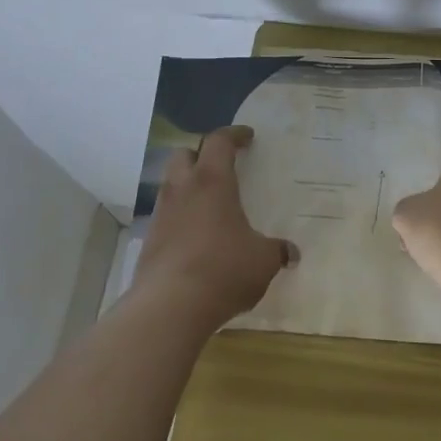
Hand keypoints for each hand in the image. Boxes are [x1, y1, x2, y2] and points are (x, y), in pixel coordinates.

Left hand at [136, 126, 296, 328]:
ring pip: (171, 185)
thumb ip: (277, 251)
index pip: (219, 141)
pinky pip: (165, 217)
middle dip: (201, 155)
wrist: (170, 305)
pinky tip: (196, 238)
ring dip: (188, 187)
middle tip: (220, 167)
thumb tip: (291, 253)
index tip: (247, 137)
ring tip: (209, 205)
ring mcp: (161, 215)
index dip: (233, 135)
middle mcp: (182, 189)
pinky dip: (180, 218)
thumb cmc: (224, 269)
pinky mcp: (149, 241)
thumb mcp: (262, 261)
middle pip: (184, 155)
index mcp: (212, 181)